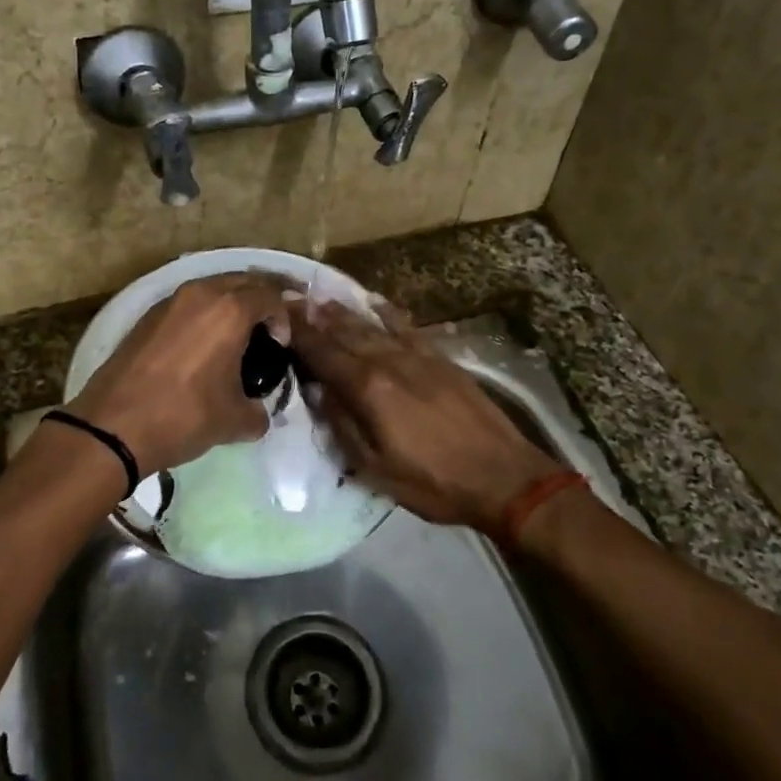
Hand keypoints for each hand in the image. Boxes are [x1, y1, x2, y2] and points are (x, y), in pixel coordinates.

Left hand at [66, 272, 291, 484]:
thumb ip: (258, 412)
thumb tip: (258, 413)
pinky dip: (202, 314)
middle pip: (241, 282)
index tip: (280, 346)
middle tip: (265, 330)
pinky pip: (186, 304)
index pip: (269, 296)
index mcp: (230, 311)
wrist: (113, 425)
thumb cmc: (184, 416)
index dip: (283, 318)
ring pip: (211, 289)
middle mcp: (200, 294)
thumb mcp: (234, 421)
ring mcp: (169, 302)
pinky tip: (201, 345)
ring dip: (228, 304)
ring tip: (234, 337)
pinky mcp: (146, 316)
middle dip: (259, 300)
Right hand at [286, 298, 559, 534]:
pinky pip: (407, 327)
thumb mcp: (375, 468)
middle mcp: (388, 362)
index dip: (298, 335)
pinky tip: (375, 302)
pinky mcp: (440, 359)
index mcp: (368, 389)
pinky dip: (388, 313)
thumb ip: (342, 425)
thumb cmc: (432, 482)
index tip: (278, 315)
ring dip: (345, 312)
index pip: (323, 354)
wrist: (502, 476)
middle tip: (292, 298)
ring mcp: (417, 356)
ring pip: (372, 326)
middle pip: (344, 333)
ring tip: (322, 298)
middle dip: (315, 317)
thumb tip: (318, 392)